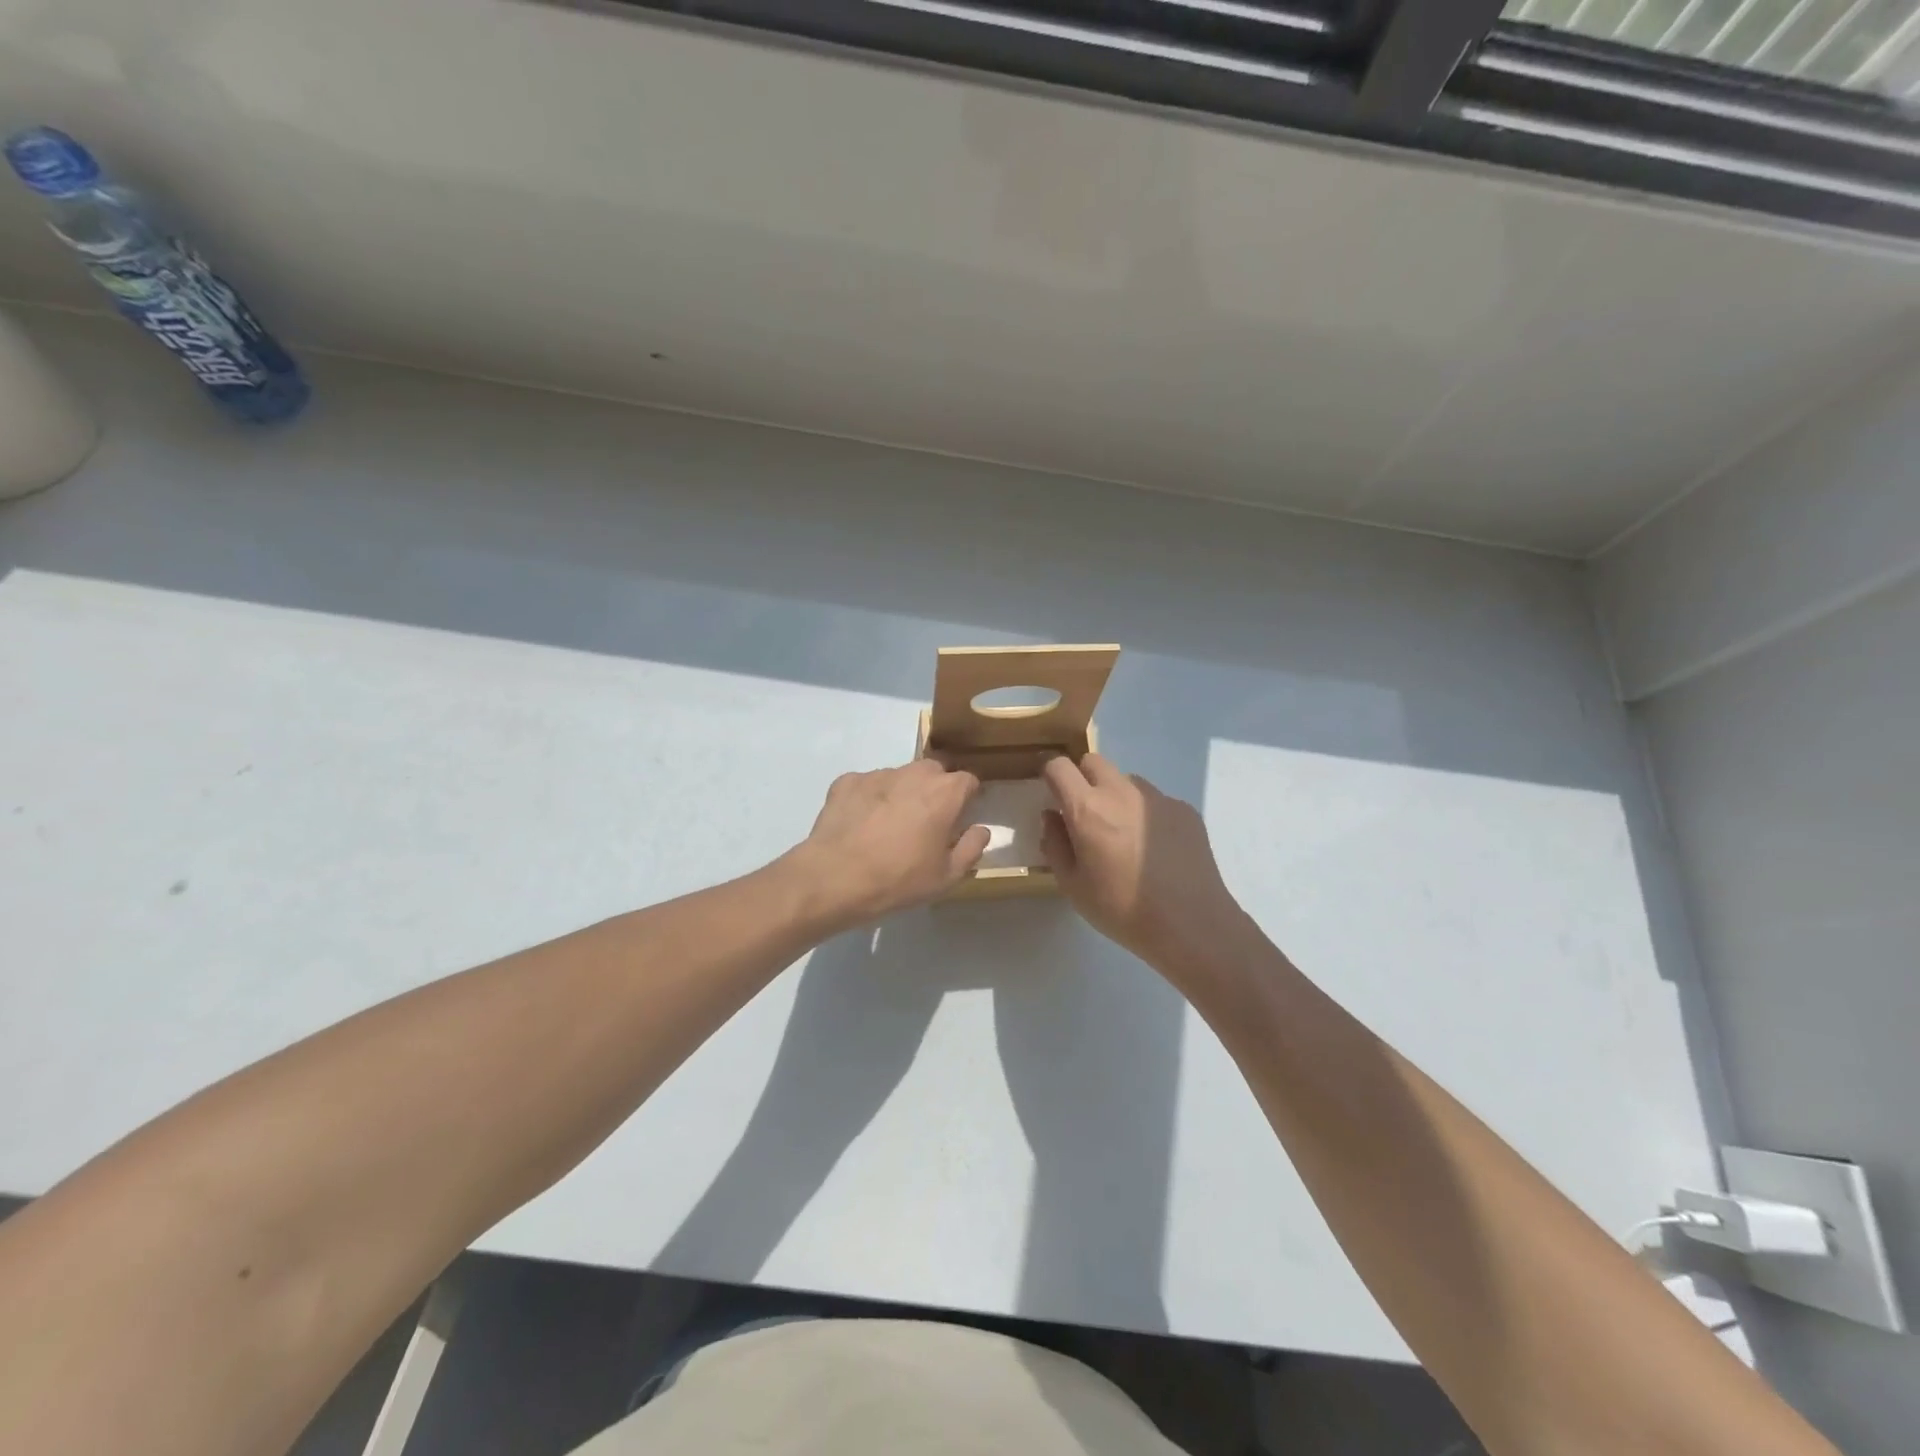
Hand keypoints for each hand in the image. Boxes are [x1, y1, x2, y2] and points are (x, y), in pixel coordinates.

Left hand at [790, 760, 990, 926]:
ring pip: (900, 777)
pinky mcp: (847, 781)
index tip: (960, 819)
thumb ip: (971, 848)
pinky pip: (867, 785)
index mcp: (945, 792)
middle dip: (936, 790)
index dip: (968, 799)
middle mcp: (914, 773)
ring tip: (889, 827)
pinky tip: (861, 825)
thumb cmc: (899, 879)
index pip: (969, 781)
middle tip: (927, 823)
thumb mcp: (947, 876)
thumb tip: (980, 829)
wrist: (835, 878)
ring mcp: (877, 774)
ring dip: (902, 794)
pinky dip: (869, 799)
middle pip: (934, 772)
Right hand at [1041, 753, 1246, 972]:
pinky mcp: (1184, 809)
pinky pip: (1155, 801)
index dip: (1050, 774)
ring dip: (1117, 797)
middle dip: (1083, 779)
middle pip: (1094, 762)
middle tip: (1086, 816)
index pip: (1059, 766)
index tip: (1051, 792)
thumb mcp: (1072, 885)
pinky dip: (1146, 815)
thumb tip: (1052, 817)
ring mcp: (1157, 798)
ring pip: (1126, 781)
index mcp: (1087, 808)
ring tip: (1125, 837)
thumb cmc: (1122, 909)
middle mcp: (1121, 791)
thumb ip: (1054, 844)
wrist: (1191, 924)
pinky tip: (1156, 850)